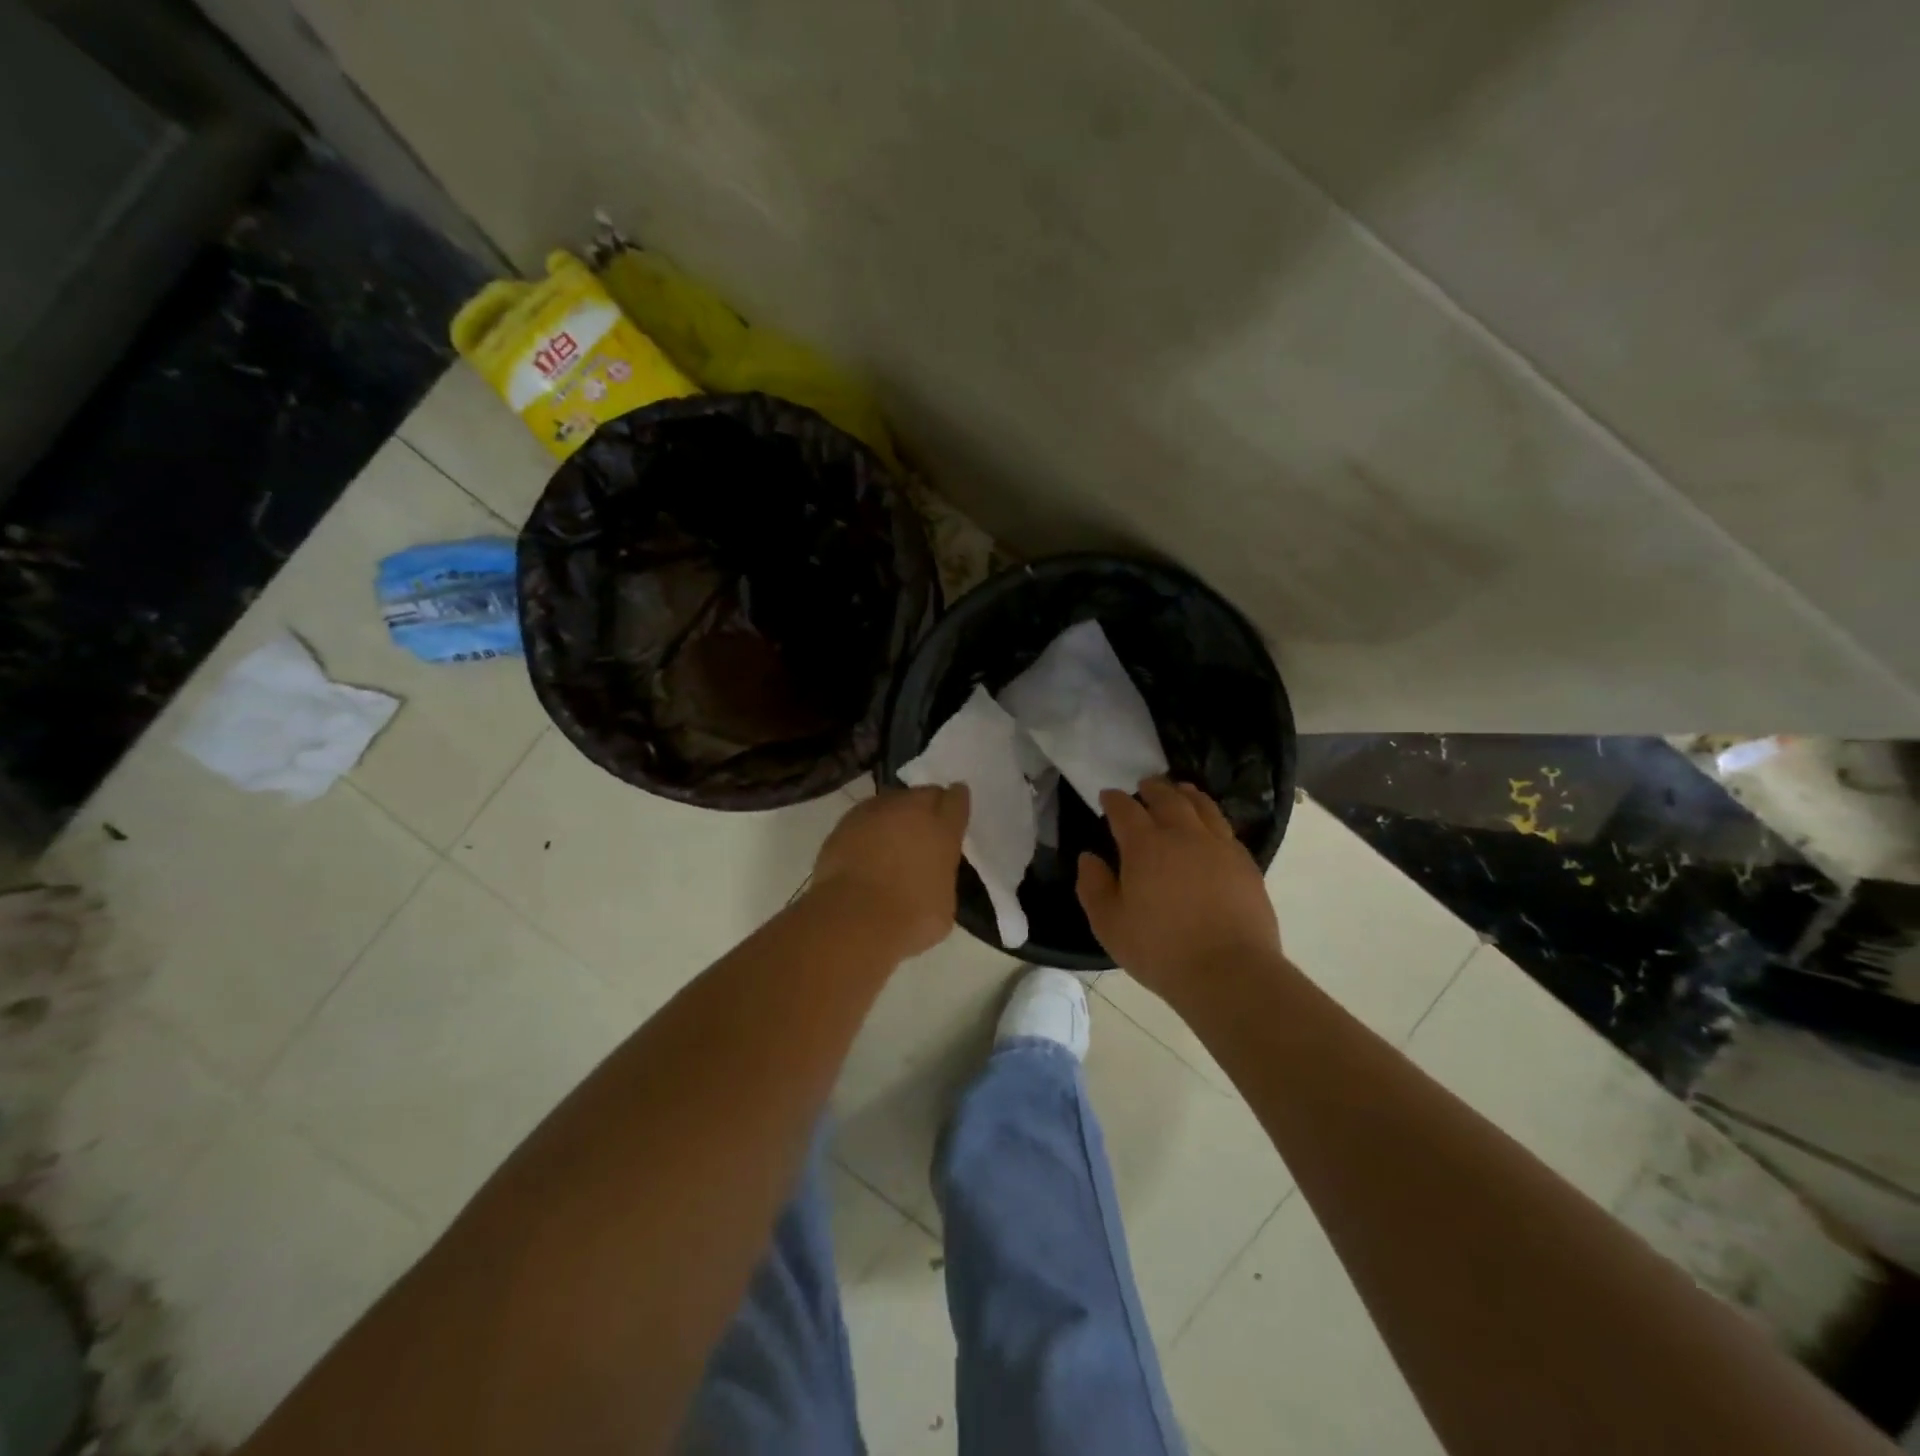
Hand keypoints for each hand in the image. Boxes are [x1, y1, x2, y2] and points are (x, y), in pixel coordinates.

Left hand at [810, 785, 969, 958]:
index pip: (956, 799)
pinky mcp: (842, 825)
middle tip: (923, 832)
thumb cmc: (910, 918)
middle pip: (922, 795)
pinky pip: (863, 820)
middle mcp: (909, 810)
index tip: (954, 811)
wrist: (853, 921)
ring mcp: (872, 813)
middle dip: (925, 809)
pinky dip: (867, 831)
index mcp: (942, 828)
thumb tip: (932, 872)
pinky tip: (865, 853)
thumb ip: (942, 874)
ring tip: (891, 842)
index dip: (956, 803)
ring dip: (894, 817)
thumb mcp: (945, 901)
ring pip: (890, 803)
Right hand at [1077, 778, 1279, 1000]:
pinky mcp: (1245, 863)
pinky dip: (1211, 818)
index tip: (1107, 796)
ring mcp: (1219, 846)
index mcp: (1145, 846)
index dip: (1114, 800)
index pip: (1125, 810)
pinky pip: (1225, 828)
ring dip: (1186, 794)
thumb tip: (1089, 858)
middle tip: (1144, 786)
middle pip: (1167, 798)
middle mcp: (1183, 835)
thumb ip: (1094, 886)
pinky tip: (1210, 827)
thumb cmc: (1160, 950)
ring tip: (1180, 791)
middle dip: (1152, 788)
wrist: (1229, 972)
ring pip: (1202, 806)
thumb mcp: (1110, 924)